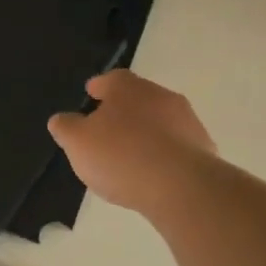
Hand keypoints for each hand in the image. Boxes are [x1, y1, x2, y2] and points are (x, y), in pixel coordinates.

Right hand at [48, 69, 215, 214]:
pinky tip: (153, 173)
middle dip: (123, 111)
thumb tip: (61, 119)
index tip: (91, 95)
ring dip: (146, 133)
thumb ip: (66, 127)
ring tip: (130, 156)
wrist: (182, 187)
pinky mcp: (203, 148)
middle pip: (138, 98)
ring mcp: (187, 121)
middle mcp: (160, 95)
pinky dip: (163, 154)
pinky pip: (176, 146)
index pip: (111, 78)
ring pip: (160, 121)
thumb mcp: (77, 142)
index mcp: (128, 87)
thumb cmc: (121, 156)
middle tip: (107, 130)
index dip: (99, 87)